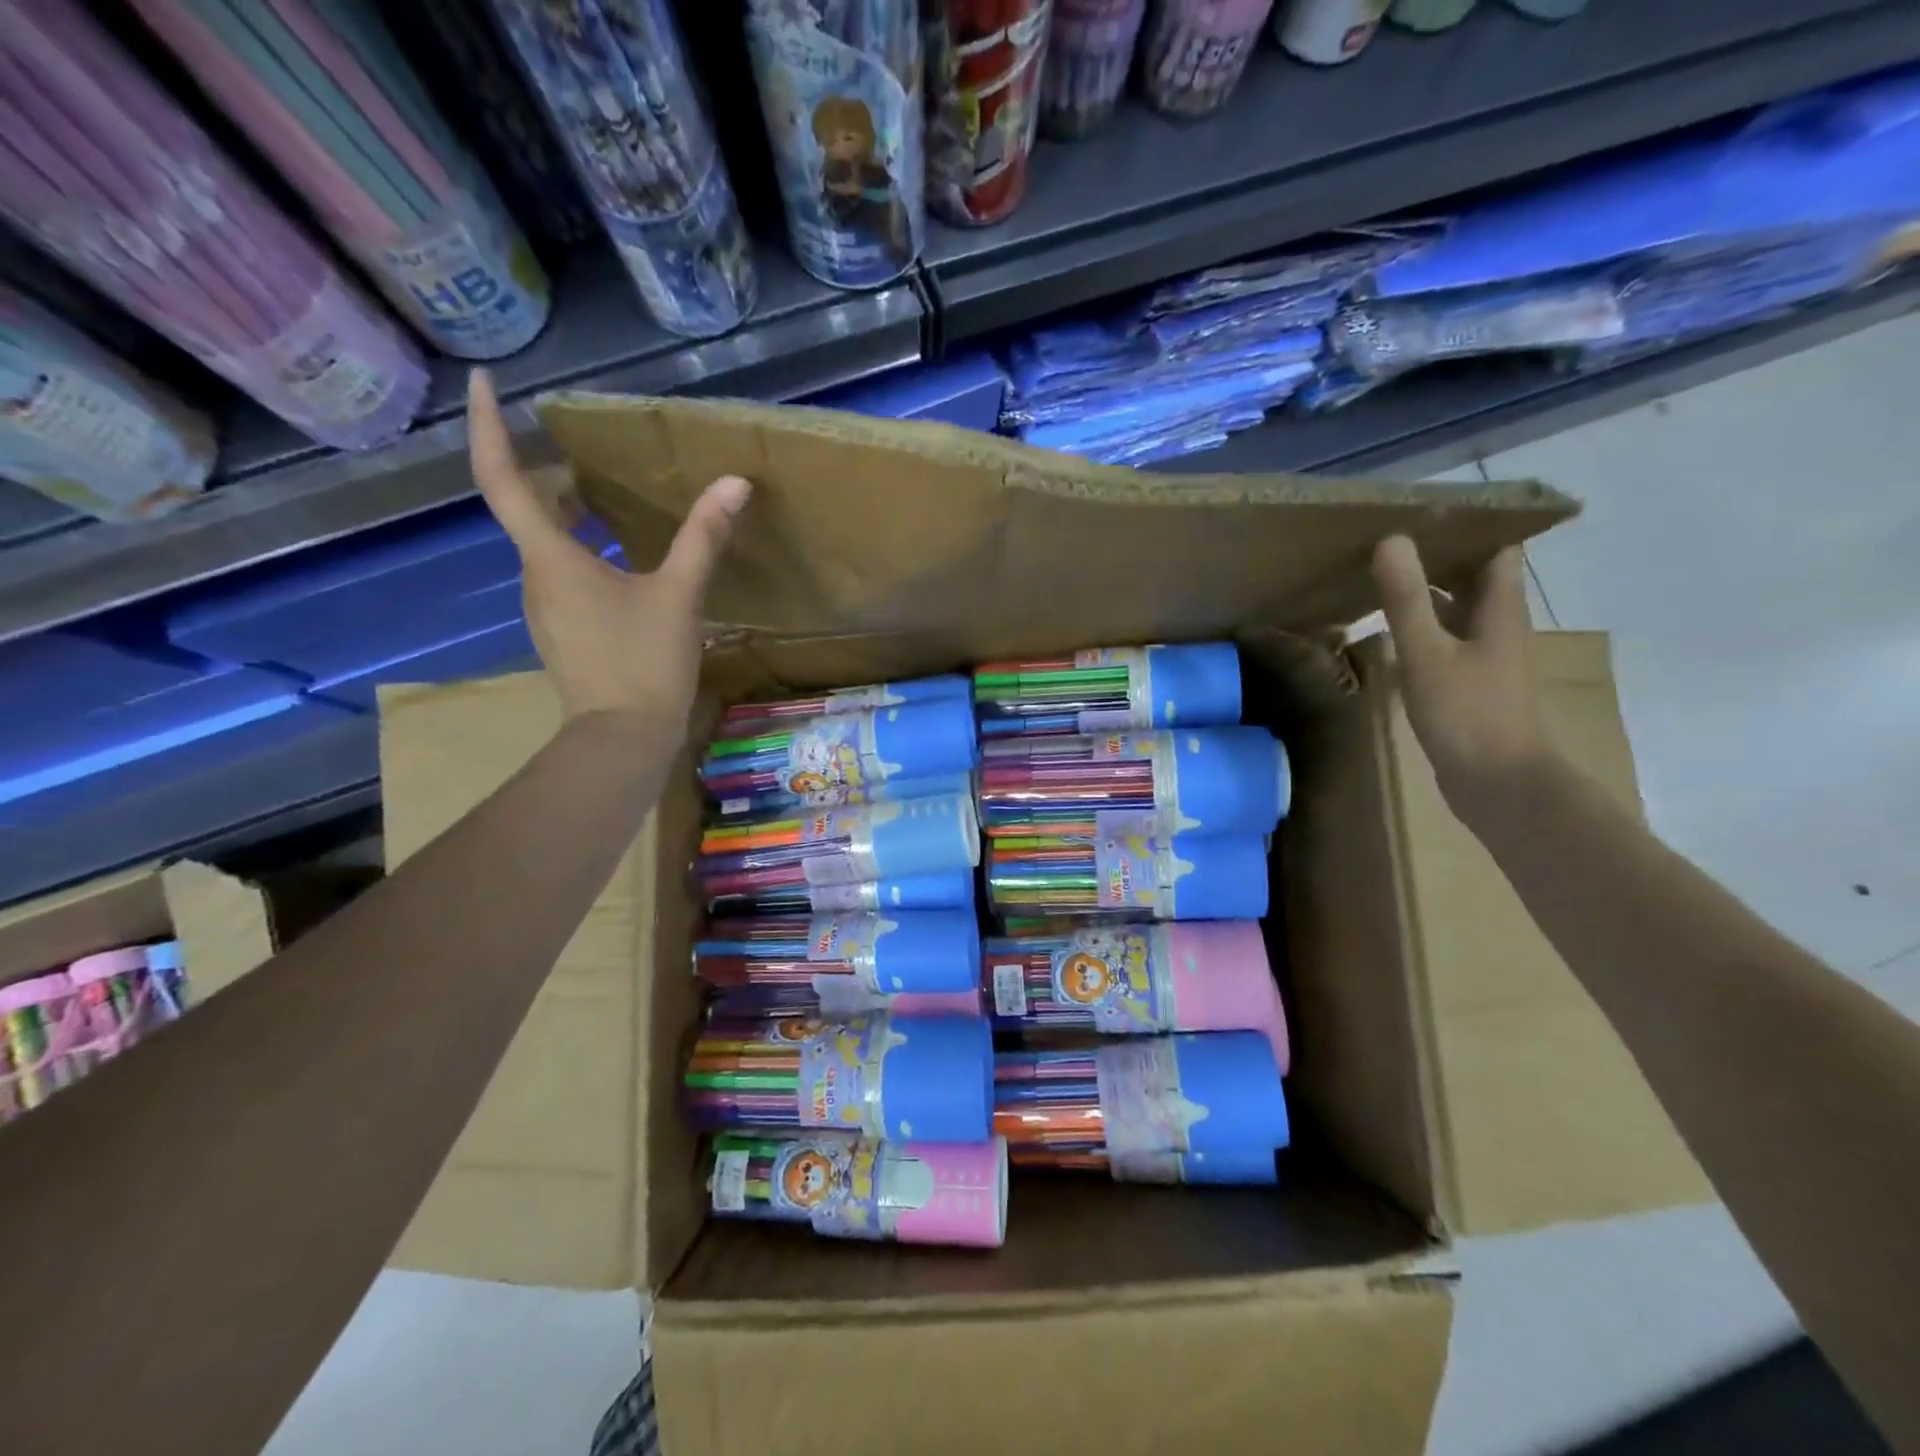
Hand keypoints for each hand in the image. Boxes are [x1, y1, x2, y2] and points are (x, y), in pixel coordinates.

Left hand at [468, 369, 749, 733]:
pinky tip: (623, 562)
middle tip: (591, 457)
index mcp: (551, 557)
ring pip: (545, 544)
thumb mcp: (680, 596)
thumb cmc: (644, 664)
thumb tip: (735, 483)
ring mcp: (546, 608)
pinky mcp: (563, 631)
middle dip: (550, 475)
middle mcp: (535, 577)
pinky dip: (581, 550)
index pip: (502, 478)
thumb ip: (703, 537)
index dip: (486, 426)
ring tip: (612, 502)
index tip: (484, 382)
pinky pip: (561, 574)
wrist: (624, 739)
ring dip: (569, 515)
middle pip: (526, 509)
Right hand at [1371, 535, 1551, 816]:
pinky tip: (1391, 627)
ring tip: (1383, 572)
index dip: (1471, 524)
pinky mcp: (1468, 681)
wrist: (1498, 783)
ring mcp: (1484, 656)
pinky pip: (1446, 637)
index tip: (1427, 509)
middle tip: (1392, 536)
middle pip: (1476, 575)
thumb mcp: (1428, 653)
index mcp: (1499, 609)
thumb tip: (1391, 540)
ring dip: (1429, 589)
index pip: (1497, 548)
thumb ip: (1407, 599)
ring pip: (1458, 607)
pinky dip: (1423, 623)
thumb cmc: (1468, 714)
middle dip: (1441, 552)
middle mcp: (1497, 625)